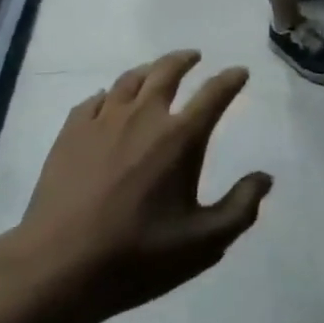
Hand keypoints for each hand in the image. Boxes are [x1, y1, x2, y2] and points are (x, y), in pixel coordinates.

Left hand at [20, 51, 269, 322]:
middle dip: (185, 59)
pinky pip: (95, 100)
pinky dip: (109, 95)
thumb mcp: (202, 244)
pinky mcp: (72, 131)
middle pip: (167, 71)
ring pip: (130, 79)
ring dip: (149, 70)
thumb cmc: (138, 256)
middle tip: (194, 57)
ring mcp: (104, 119)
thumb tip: (264, 177)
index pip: (214, 94)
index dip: (230, 79)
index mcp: (180, 137)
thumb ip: (240, 208)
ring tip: (155, 71)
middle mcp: (144, 115)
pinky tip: (108, 101)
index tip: (239, 72)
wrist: (59, 265)